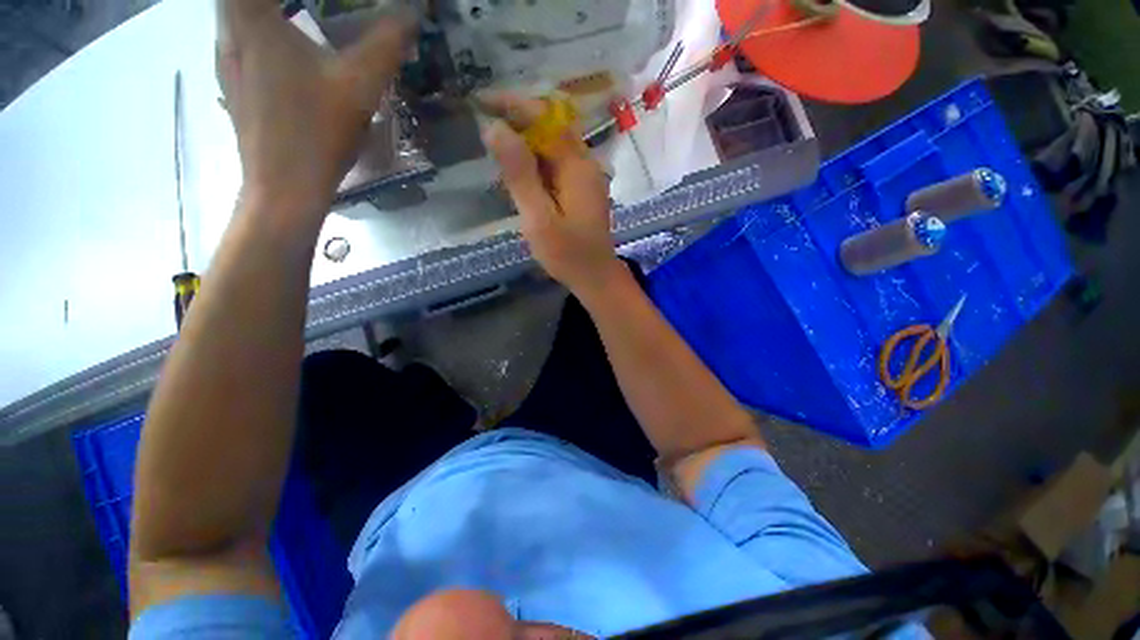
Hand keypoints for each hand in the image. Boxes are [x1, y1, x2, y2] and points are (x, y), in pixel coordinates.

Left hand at [217, 0, 411, 216]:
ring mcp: (225, 62)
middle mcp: (229, 32)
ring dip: (263, 13)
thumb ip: (386, 43)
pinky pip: (239, 42)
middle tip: (313, 12)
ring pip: (235, 16)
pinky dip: (258, 34)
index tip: (326, 6)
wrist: (285, 188)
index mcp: (253, 19)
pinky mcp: (232, 87)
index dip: (306, 1)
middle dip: (277, 5)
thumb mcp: (360, 85)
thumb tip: (412, 13)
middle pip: (241, 0)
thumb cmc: (317, 132)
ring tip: (297, 23)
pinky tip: (284, 55)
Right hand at [480, 94, 623, 296]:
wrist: (595, 277)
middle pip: (552, 126)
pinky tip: (518, 171)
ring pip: (553, 144)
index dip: (513, 104)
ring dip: (525, 140)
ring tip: (495, 146)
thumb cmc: (567, 254)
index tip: (481, 102)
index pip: (546, 118)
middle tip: (485, 125)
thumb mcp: (539, 218)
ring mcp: (585, 176)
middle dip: (517, 119)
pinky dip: (535, 160)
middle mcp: (585, 163)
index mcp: (577, 166)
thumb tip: (495, 128)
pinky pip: (557, 163)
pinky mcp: (581, 189)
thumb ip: (520, 175)